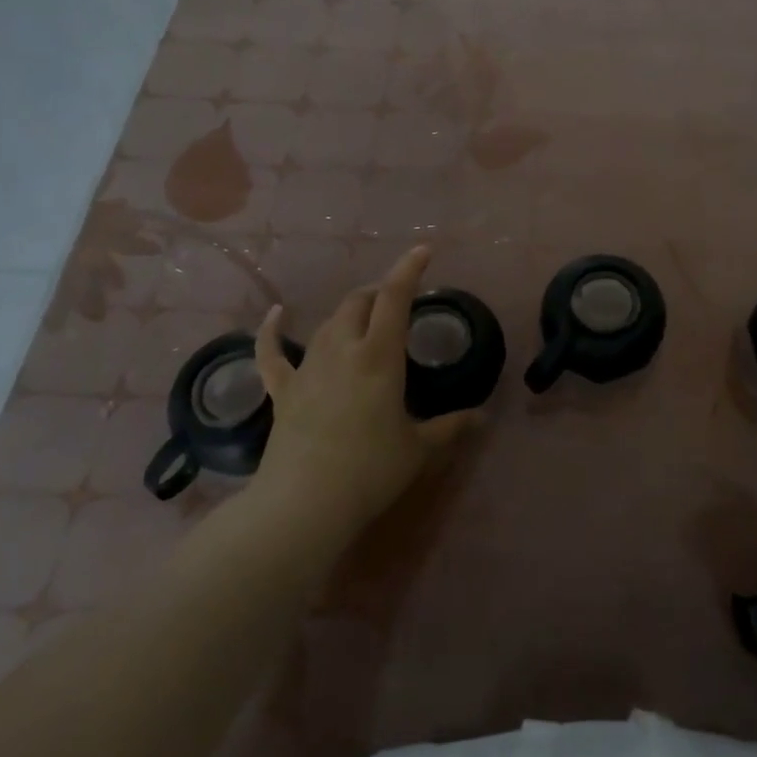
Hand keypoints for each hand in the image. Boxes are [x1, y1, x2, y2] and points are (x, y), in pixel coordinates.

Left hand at [249, 246, 479, 548]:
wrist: (304, 506)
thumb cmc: (370, 471)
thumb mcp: (419, 448)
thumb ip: (451, 426)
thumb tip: (483, 417)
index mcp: (379, 356)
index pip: (394, 297)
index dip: (408, 269)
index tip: (423, 250)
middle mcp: (343, 350)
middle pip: (359, 303)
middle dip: (379, 294)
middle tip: (397, 304)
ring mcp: (308, 368)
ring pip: (328, 323)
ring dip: (349, 313)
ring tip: (364, 316)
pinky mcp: (283, 391)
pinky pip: (272, 353)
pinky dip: (272, 332)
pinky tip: (276, 315)